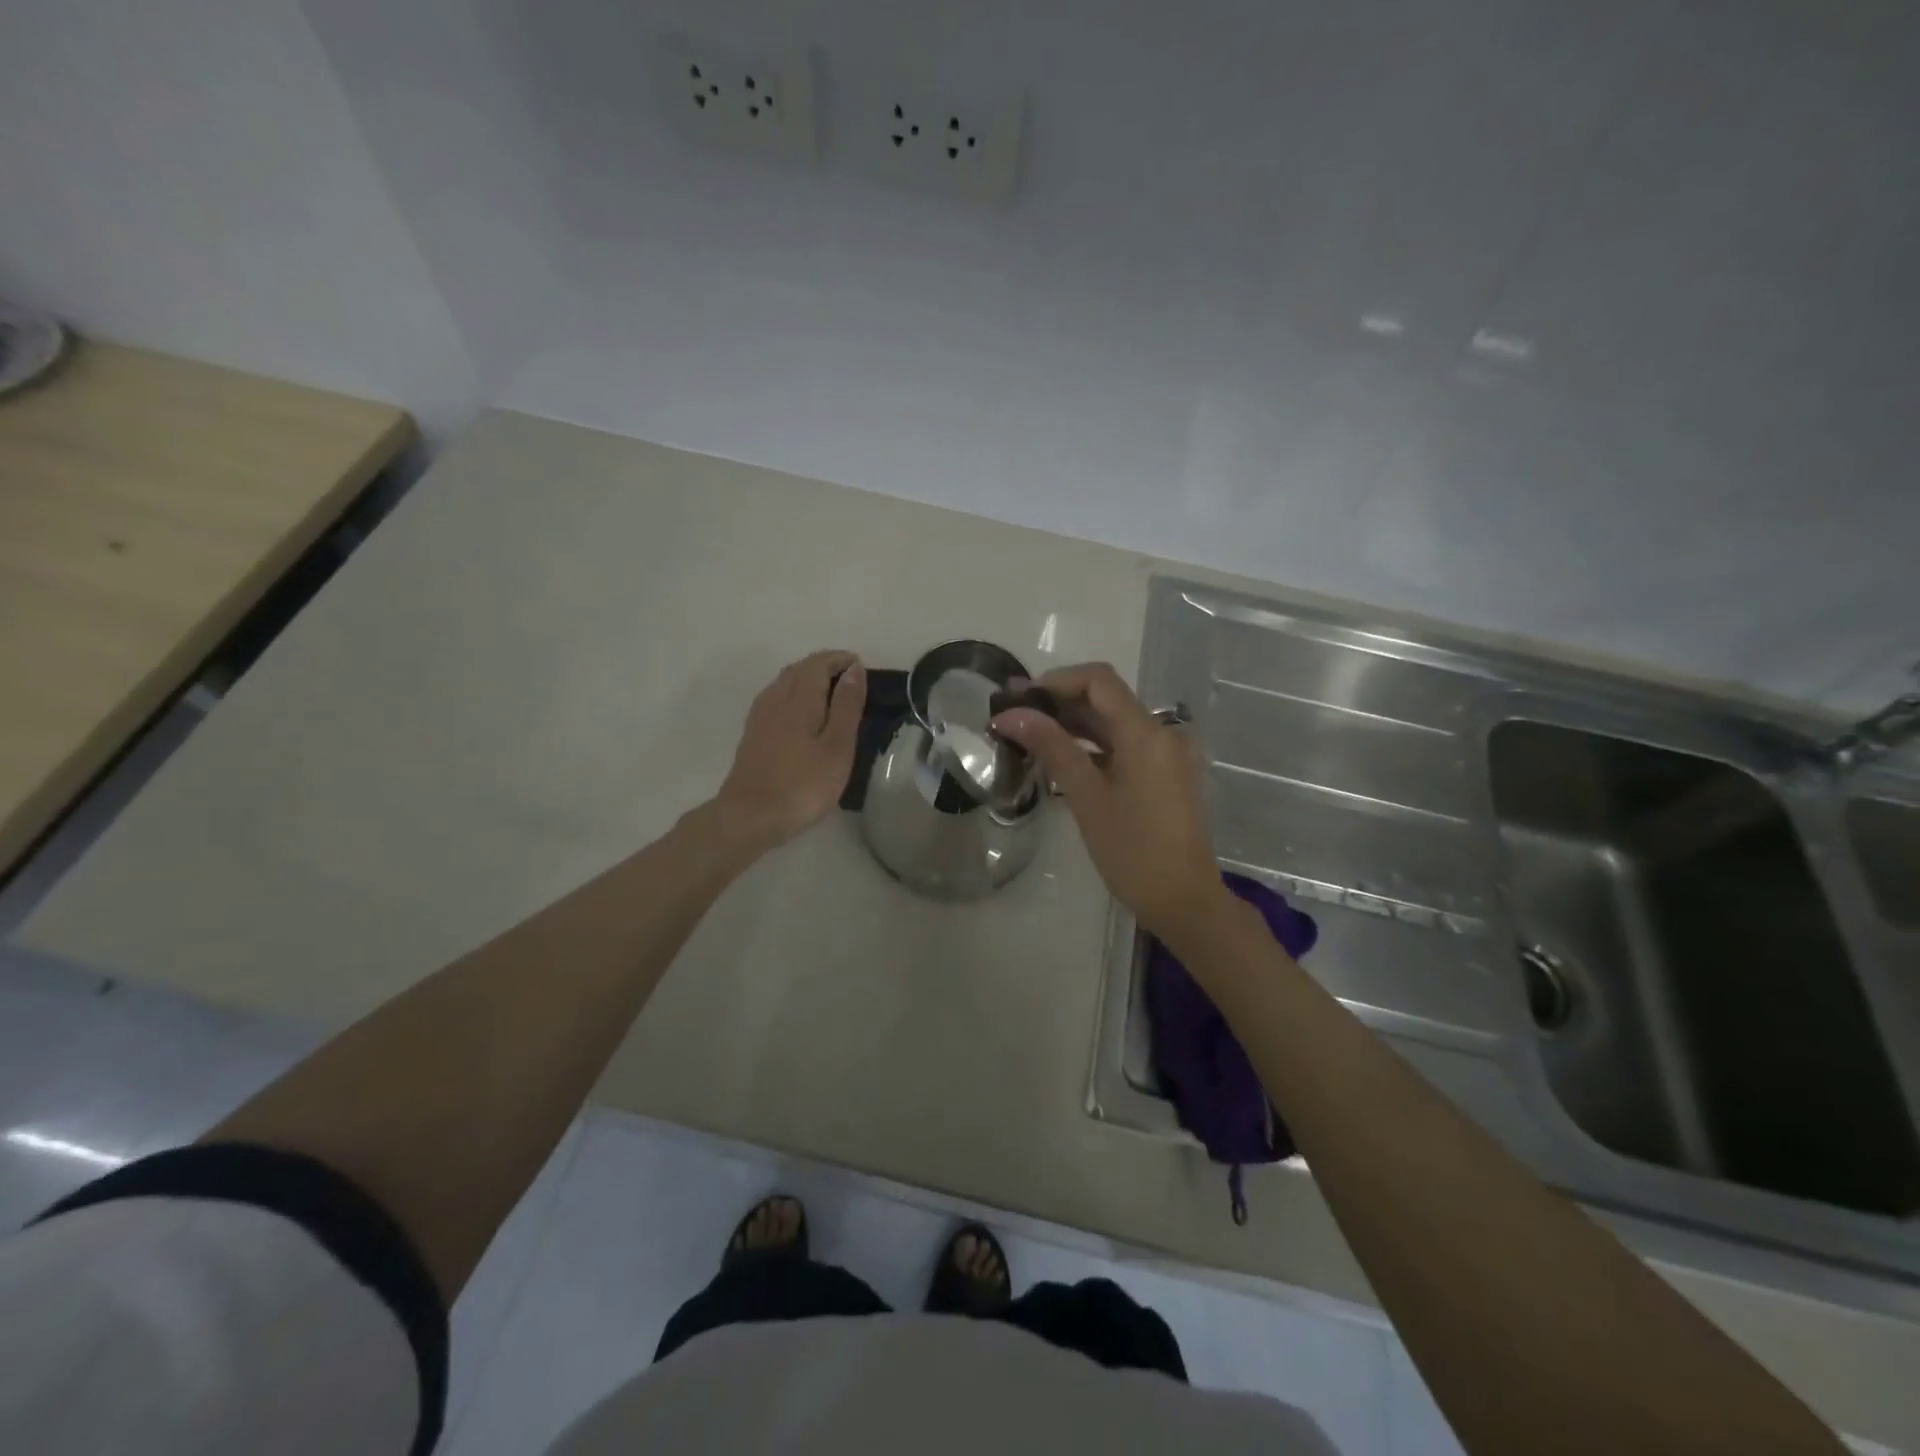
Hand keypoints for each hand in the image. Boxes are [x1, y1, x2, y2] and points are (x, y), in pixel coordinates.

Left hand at [712, 650, 865, 851]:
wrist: (750, 815)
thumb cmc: (803, 784)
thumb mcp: (837, 746)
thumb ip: (847, 706)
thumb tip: (854, 669)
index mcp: (800, 699)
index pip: (819, 664)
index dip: (839, 659)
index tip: (859, 664)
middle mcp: (776, 699)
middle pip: (799, 669)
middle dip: (823, 665)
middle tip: (848, 676)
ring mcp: (760, 716)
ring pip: (784, 682)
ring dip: (806, 677)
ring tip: (828, 689)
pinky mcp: (752, 734)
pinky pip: (774, 698)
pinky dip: (792, 693)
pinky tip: (798, 711)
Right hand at [993, 663, 1229, 946]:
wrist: (1184, 901)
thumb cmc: (1133, 851)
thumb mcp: (1087, 797)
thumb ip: (1051, 747)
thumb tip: (1011, 714)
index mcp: (1147, 733)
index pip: (1099, 681)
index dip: (1056, 681)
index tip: (1018, 696)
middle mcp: (1162, 733)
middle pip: (1106, 700)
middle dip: (1058, 702)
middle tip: (1011, 715)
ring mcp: (1167, 754)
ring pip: (1113, 723)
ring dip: (1072, 724)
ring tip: (1027, 735)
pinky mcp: (1165, 774)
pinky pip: (1123, 746)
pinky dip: (1092, 745)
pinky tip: (1060, 757)